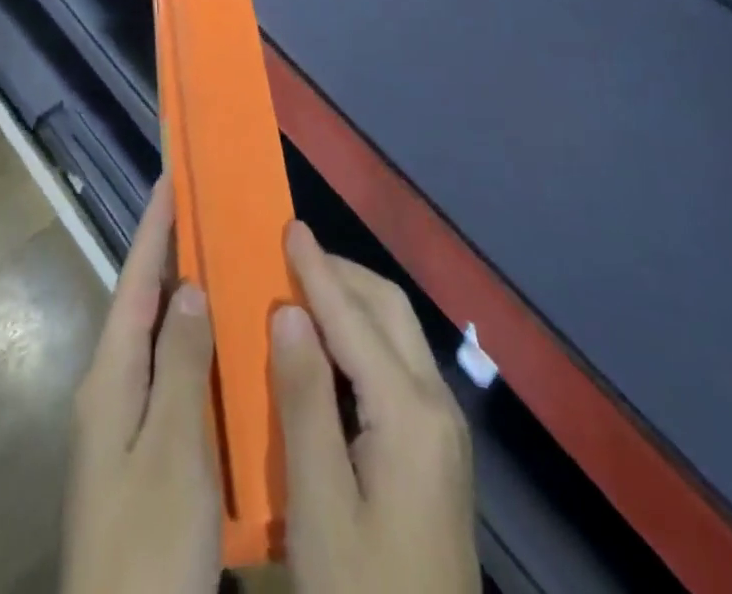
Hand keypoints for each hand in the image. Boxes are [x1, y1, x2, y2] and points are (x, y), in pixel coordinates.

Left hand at [61, 180, 220, 593]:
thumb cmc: (146, 546)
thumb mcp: (171, 450)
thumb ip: (180, 364)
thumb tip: (189, 286)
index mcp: (110, 377)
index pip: (136, 281)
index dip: (154, 227)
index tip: (172, 176)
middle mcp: (112, 389)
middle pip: (145, 302)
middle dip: (172, 253)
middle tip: (208, 210)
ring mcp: (127, 424)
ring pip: (160, 339)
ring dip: (187, 297)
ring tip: (225, 259)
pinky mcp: (147, 453)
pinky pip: (173, 377)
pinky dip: (197, 347)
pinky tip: (227, 345)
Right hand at [273, 222, 479, 593]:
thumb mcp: (320, 505)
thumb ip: (304, 400)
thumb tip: (290, 311)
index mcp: (409, 413)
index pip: (354, 318)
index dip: (317, 269)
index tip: (288, 226)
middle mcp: (437, 406)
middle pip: (389, 310)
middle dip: (341, 274)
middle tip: (290, 255)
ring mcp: (444, 430)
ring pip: (398, 334)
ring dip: (353, 301)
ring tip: (303, 289)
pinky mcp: (438, 451)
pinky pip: (398, 365)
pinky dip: (362, 337)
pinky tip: (331, 350)